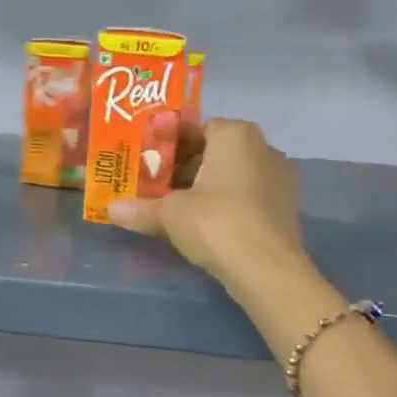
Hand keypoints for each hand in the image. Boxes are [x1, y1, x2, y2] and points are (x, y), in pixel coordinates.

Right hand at [108, 118, 306, 289]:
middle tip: (160, 189)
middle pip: (217, 152)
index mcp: (236, 135)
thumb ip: (140, 208)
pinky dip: (228, 205)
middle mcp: (263, 148)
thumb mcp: (170, 214)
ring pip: (234, 175)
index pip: (198, 128)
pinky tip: (208, 227)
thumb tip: (111, 209)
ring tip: (179, 210)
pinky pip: (248, 197)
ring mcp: (279, 178)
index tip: (151, 165)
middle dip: (188, 168)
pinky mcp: (285, 208)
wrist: (267, 269)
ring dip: (208, 188)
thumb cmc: (216, 223)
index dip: (172, 146)